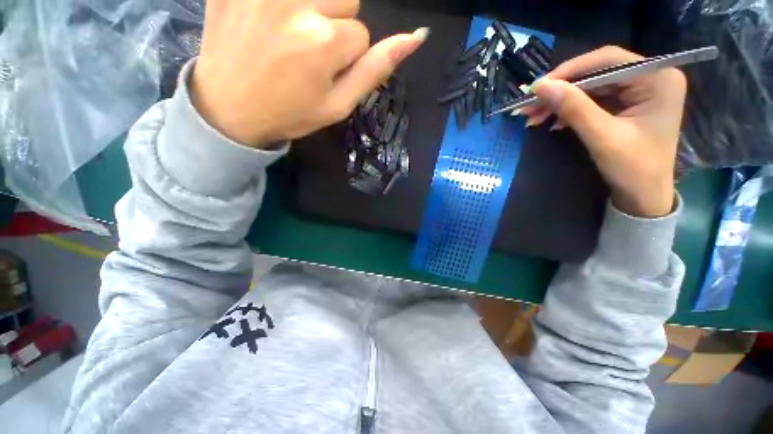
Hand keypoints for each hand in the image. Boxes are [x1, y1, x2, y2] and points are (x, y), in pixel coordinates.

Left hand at [189, 0, 427, 146]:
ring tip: (289, 34)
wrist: (230, 109)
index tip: (323, 73)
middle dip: (333, 25)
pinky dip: (284, 4)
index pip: (361, 34)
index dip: (347, 57)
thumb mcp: (338, 105)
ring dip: (313, 8)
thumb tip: (415, 38)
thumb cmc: (290, 114)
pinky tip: (269, 20)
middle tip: (306, 52)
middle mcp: (296, 3)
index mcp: (325, 41)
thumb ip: (375, 70)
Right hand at [521, 46, 686, 217]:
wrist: (643, 196)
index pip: (607, 60)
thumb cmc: (633, 168)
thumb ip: (573, 108)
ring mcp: (638, 91)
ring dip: (559, 102)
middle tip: (529, 106)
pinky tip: (551, 121)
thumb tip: (541, 86)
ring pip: (590, 87)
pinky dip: (568, 110)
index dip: (569, 71)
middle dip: (560, 90)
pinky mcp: (626, 105)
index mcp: (657, 78)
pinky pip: (591, 100)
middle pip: (596, 73)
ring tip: (532, 116)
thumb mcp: (602, 136)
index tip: (538, 88)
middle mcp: (650, 77)